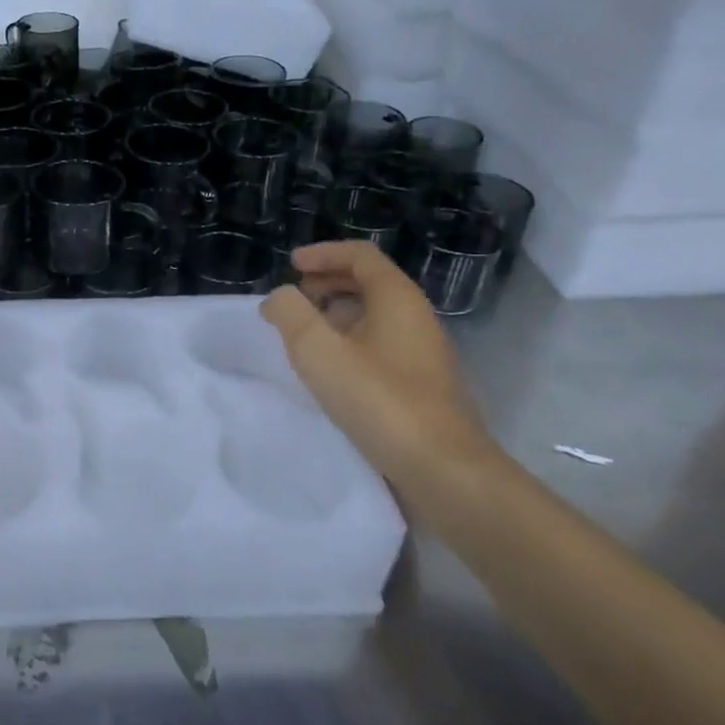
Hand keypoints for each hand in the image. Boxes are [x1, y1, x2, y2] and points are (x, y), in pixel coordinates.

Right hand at [260, 241, 501, 488]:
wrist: (444, 470)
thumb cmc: (380, 401)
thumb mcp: (319, 352)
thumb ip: (291, 315)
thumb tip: (280, 298)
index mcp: (397, 299)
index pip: (361, 255)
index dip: (323, 253)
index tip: (291, 265)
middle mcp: (416, 318)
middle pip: (370, 282)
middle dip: (328, 283)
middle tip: (295, 299)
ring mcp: (423, 353)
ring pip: (375, 316)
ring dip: (337, 314)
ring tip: (305, 335)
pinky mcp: (422, 385)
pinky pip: (381, 345)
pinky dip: (351, 342)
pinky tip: (332, 371)